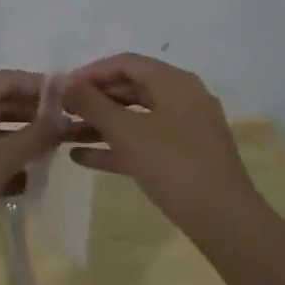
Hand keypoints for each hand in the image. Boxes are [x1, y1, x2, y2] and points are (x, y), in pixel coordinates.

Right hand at [63, 54, 263, 240]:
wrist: (224, 221)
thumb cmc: (173, 165)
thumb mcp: (126, 132)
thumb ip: (92, 104)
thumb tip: (65, 83)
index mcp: (174, 83)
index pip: (126, 63)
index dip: (90, 72)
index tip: (60, 88)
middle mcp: (181, 99)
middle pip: (129, 89)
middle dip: (93, 100)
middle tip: (60, 111)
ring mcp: (183, 129)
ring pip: (134, 118)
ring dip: (98, 125)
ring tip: (62, 135)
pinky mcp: (182, 157)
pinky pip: (142, 142)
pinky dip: (115, 147)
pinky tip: (82, 159)